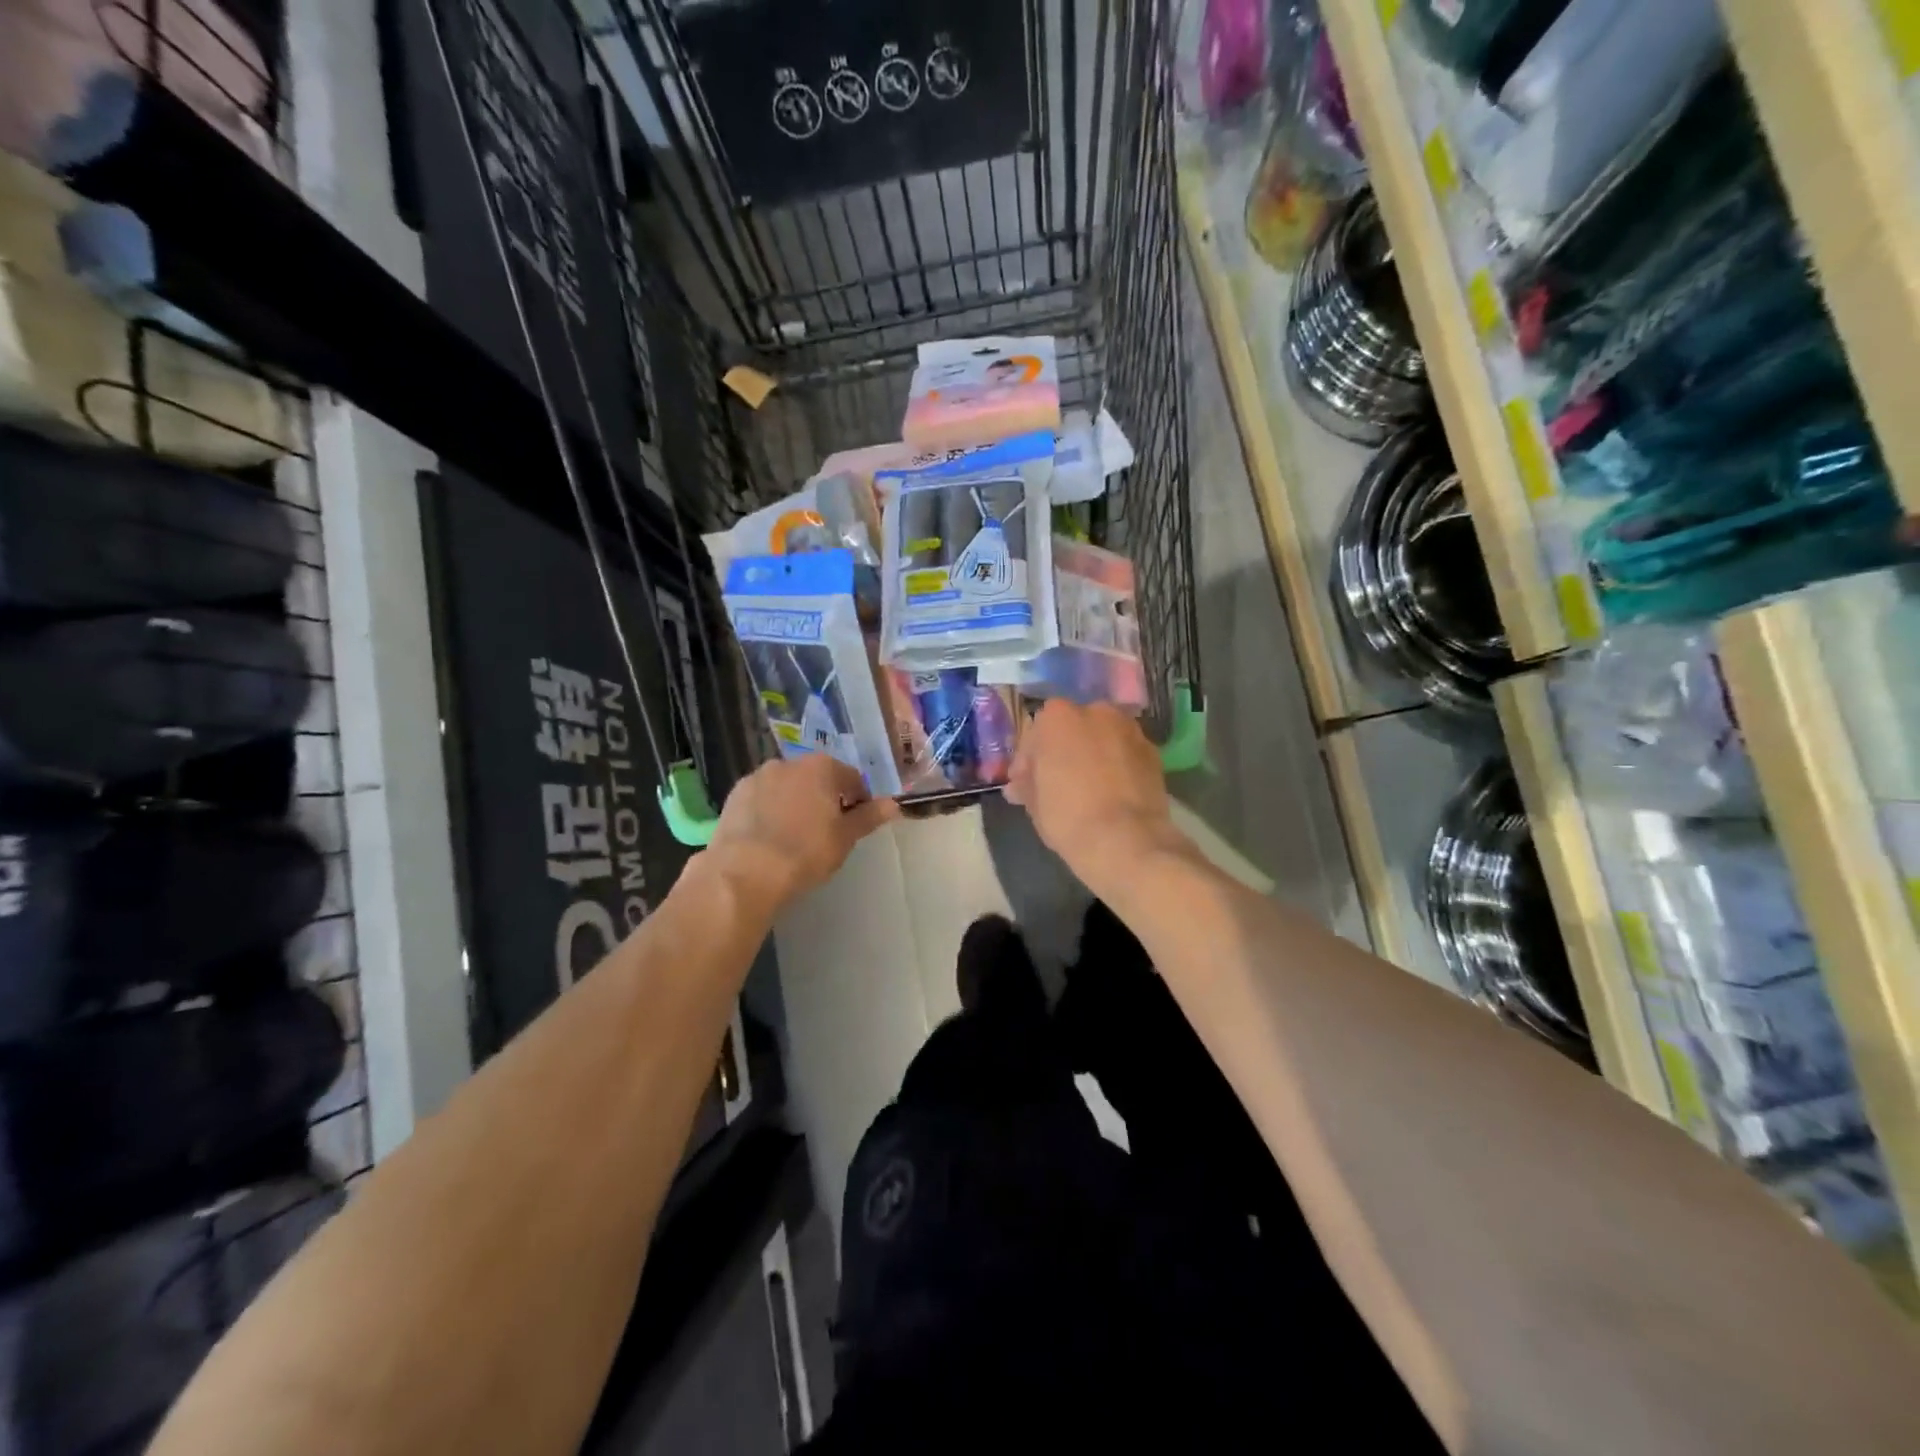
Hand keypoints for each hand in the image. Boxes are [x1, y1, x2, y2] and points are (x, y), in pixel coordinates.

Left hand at [707, 755, 899, 912]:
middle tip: (826, 832)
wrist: (744, 871)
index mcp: (822, 767)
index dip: (858, 801)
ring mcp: (758, 776)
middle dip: (824, 798)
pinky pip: (763, 799)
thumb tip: (894, 804)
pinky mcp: (735, 794)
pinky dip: (770, 810)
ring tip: (794, 836)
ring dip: (795, 802)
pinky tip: (769, 837)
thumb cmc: (805, 852)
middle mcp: (790, 762)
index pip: (852, 779)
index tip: (855, 825)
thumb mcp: (845, 838)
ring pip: (787, 787)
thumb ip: (869, 817)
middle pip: (818, 778)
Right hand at [1005, 701, 1185, 894]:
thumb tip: (1021, 783)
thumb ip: (1027, 783)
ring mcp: (1130, 729)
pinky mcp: (1154, 751)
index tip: (1025, 782)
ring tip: (1088, 787)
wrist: (1126, 840)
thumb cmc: (1068, 817)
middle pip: (1073, 728)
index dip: (1029, 759)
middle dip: (1064, 750)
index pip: (1036, 732)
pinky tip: (1113, 791)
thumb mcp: (1034, 802)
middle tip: (1057, 782)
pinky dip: (1118, 765)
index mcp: (1059, 718)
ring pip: (1102, 738)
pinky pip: (1125, 753)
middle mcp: (1096, 712)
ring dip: (1093, 755)